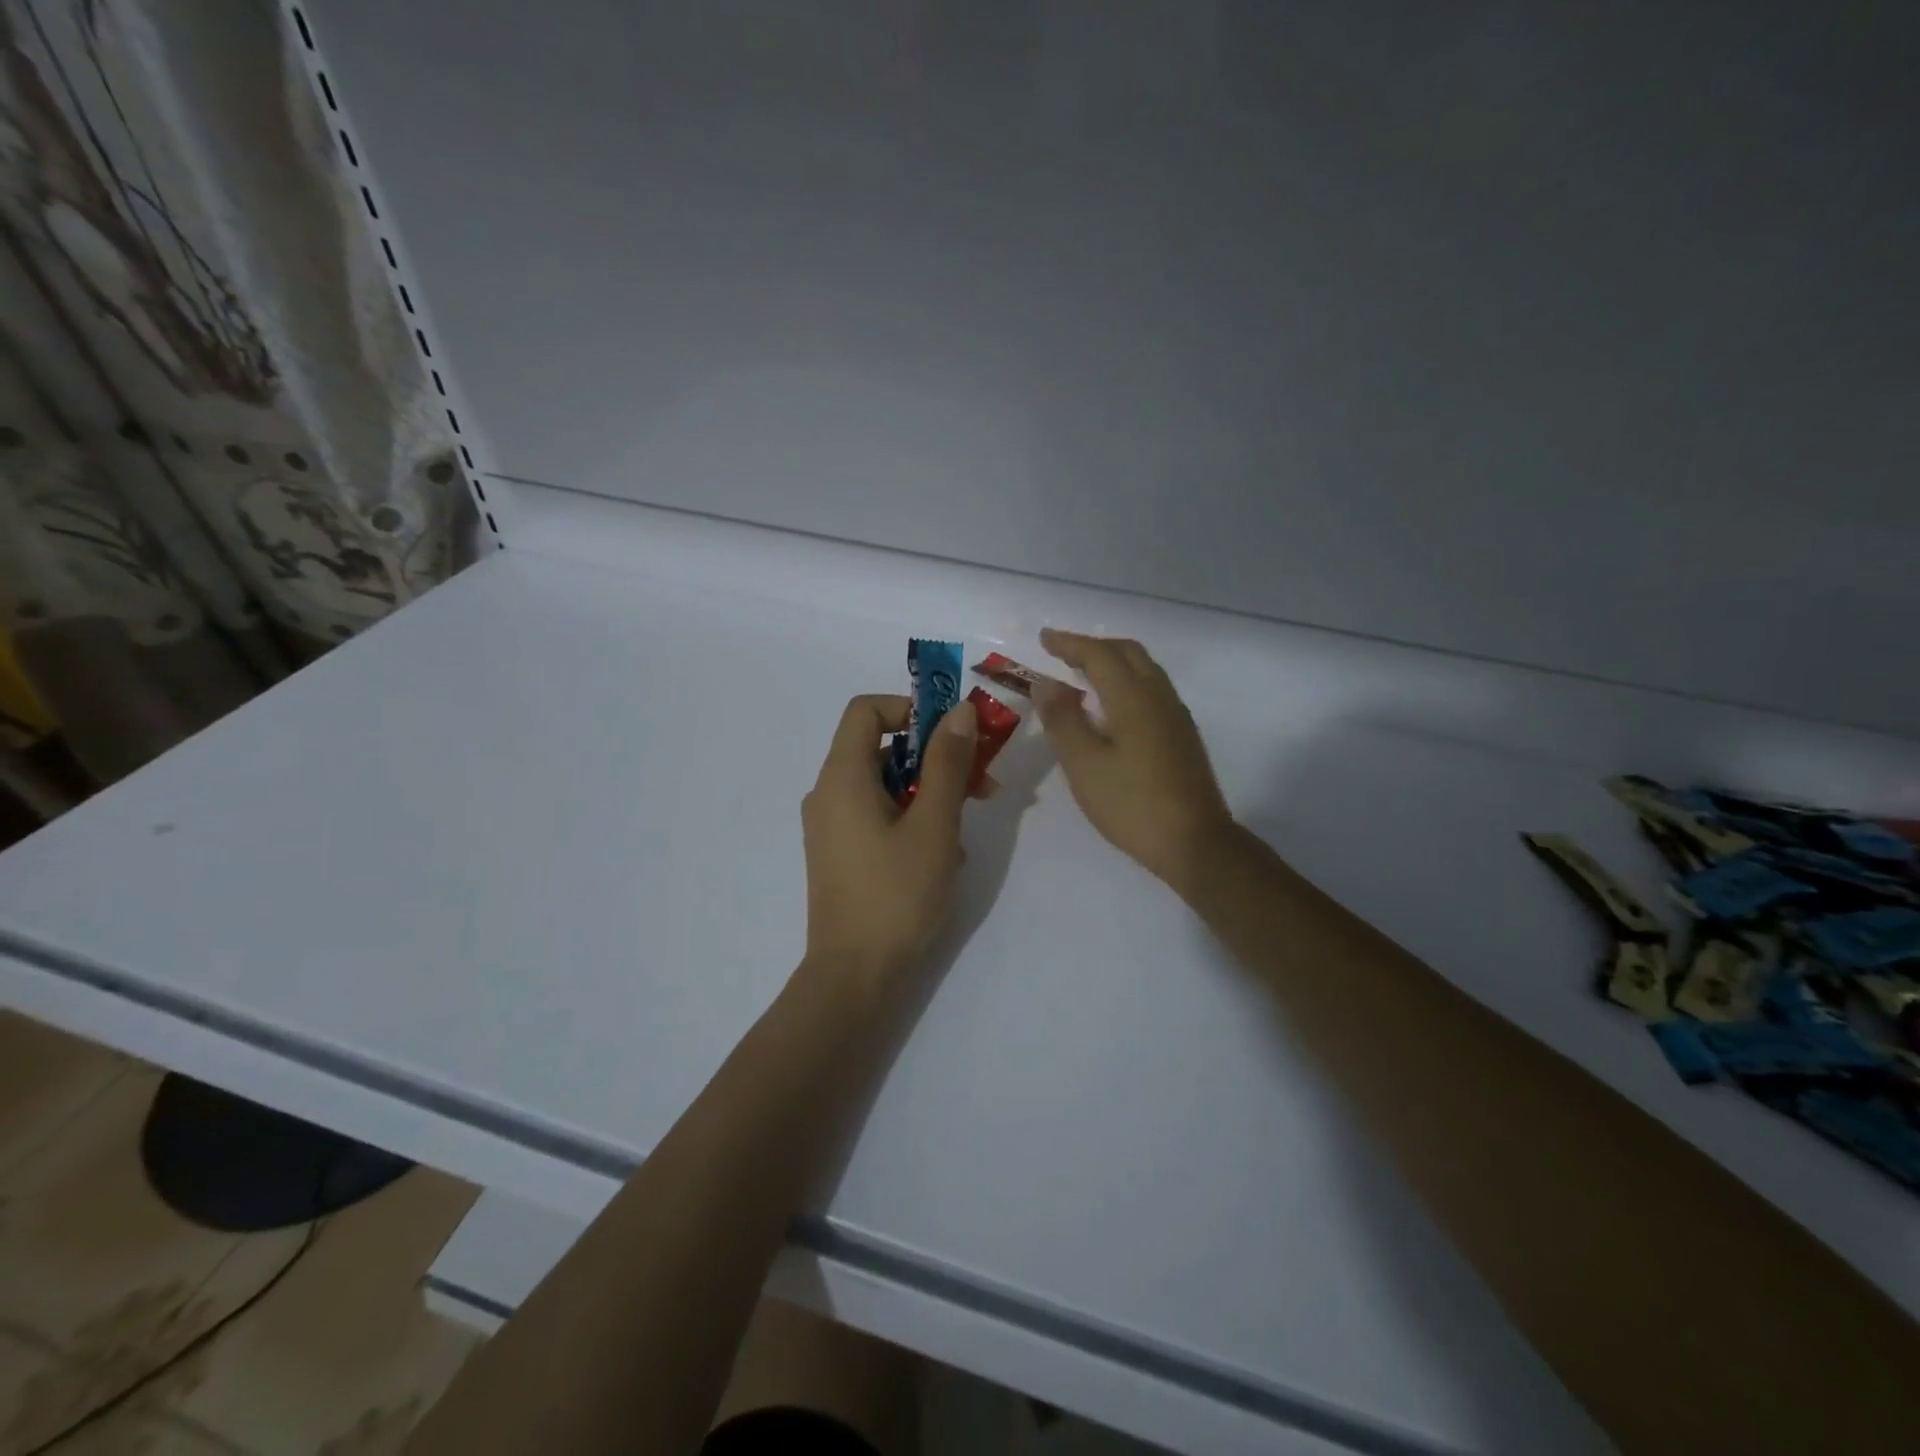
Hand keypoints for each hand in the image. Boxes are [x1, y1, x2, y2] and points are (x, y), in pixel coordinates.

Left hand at [801, 694, 978, 988]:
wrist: (855, 976)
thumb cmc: (897, 894)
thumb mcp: (934, 824)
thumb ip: (947, 763)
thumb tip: (958, 710)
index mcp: (842, 776)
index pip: (867, 710)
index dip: (911, 709)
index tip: (952, 735)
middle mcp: (828, 793)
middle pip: (882, 748)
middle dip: (936, 758)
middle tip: (982, 783)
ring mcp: (832, 826)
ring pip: (886, 785)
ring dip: (931, 793)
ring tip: (965, 830)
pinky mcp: (841, 853)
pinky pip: (878, 816)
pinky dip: (912, 819)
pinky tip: (942, 856)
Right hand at [1034, 629, 1236, 891]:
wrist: (1194, 842)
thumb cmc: (1131, 803)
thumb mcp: (1084, 763)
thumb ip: (1063, 719)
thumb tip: (1046, 683)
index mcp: (1133, 697)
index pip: (1098, 654)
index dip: (1069, 643)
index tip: (1044, 638)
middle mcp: (1159, 696)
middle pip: (1128, 653)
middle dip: (1093, 646)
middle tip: (1062, 653)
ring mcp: (1176, 716)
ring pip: (1144, 670)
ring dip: (1113, 663)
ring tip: (1083, 674)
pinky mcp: (1183, 736)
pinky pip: (1152, 690)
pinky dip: (1126, 682)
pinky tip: (1112, 707)